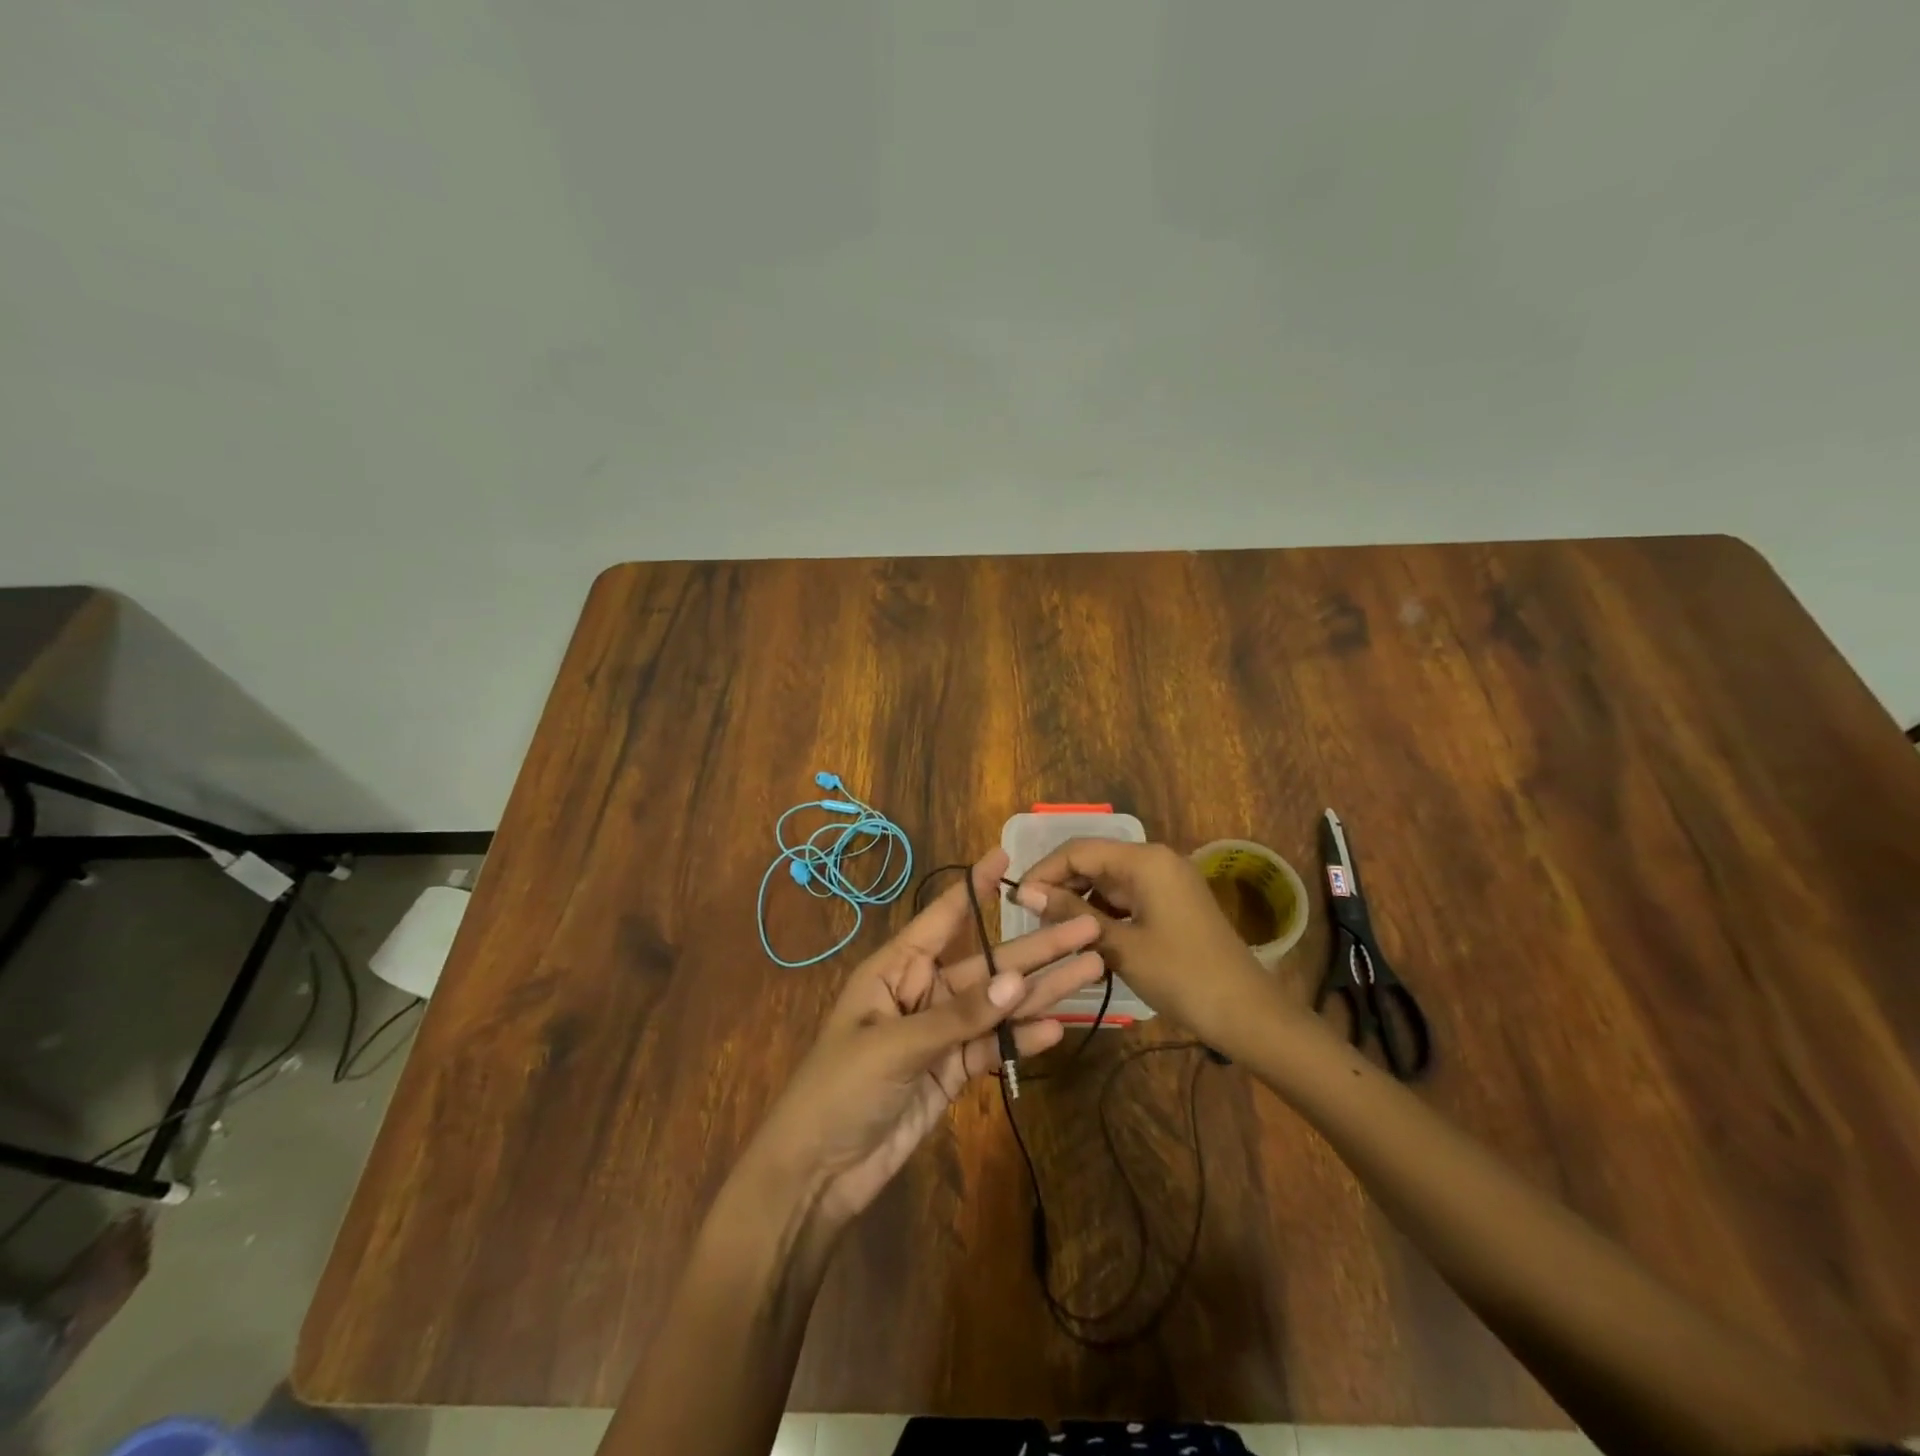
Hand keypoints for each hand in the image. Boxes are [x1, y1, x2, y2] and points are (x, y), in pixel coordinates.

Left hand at [740, 849, 1102, 1234]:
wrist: (817, 1173)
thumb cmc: (840, 1090)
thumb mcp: (896, 1045)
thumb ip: (959, 1015)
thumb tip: (1018, 981)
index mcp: (896, 969)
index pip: (942, 917)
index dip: (975, 888)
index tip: (1008, 857)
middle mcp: (922, 992)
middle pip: (987, 964)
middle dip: (1036, 947)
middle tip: (1087, 926)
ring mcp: (940, 1033)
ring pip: (998, 1004)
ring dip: (1042, 990)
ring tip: (1092, 968)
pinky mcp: (951, 1072)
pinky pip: (993, 1046)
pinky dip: (1022, 1038)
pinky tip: (1057, 1028)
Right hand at [1017, 838, 1273, 1042]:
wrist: (1247, 1013)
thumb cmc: (1182, 976)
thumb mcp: (1120, 945)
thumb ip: (1072, 914)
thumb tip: (1026, 893)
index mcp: (1144, 860)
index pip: (1078, 850)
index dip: (1043, 872)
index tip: (1016, 902)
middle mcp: (1155, 860)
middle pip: (1093, 861)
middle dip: (1060, 887)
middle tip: (1033, 922)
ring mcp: (1166, 881)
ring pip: (1108, 881)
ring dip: (1080, 902)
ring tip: (1054, 934)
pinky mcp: (1172, 903)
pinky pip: (1127, 897)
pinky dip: (1103, 913)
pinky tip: (1086, 940)